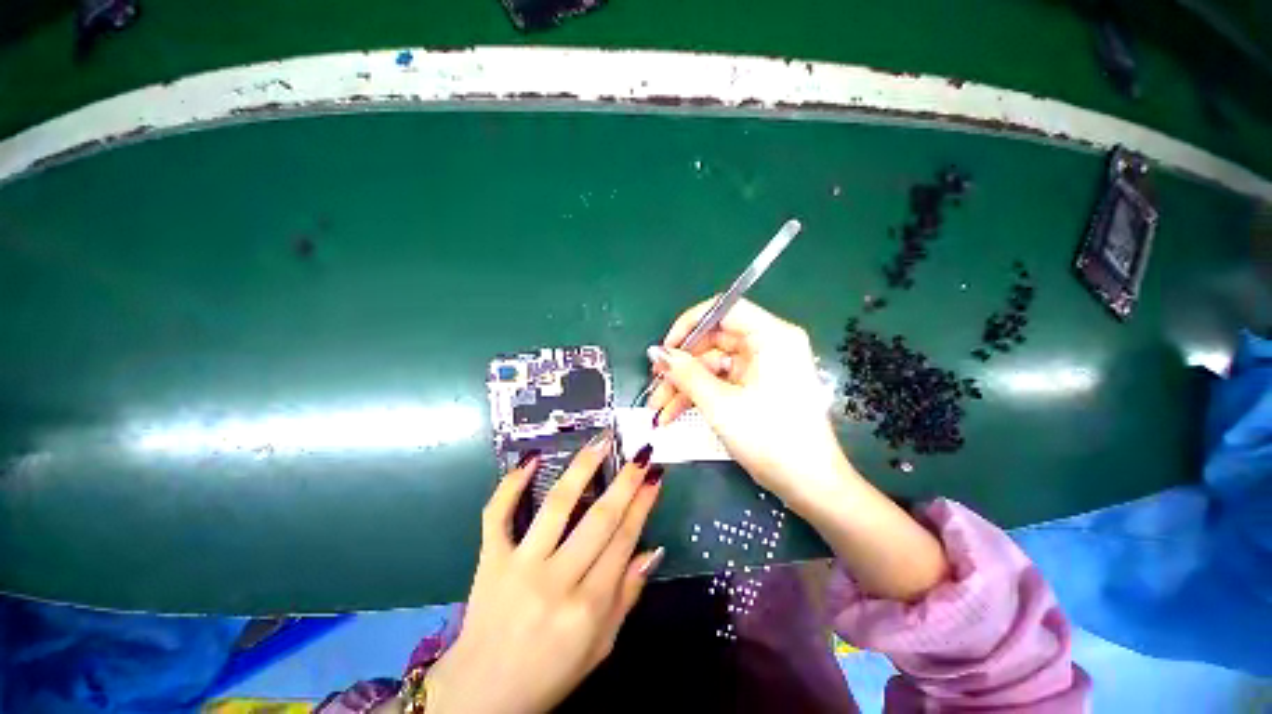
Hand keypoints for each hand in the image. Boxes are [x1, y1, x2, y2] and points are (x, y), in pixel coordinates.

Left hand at [426, 432, 663, 713]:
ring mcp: (519, 566)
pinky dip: (511, 484)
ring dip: (581, 469)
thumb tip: (654, 550)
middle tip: (640, 453)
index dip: (643, 504)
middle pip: (599, 518)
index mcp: (588, 607)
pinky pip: (497, 514)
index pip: (624, 541)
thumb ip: (627, 596)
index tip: (655, 476)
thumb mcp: (601, 646)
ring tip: (599, 442)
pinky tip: (531, 458)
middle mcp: (556, 581)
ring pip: (556, 506)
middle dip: (625, 481)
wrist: (482, 695)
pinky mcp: (490, 559)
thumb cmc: (550, 673)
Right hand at [647, 298, 847, 510]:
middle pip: (714, 341)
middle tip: (655, 382)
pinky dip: (698, 395)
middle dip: (681, 365)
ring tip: (658, 409)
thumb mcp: (720, 404)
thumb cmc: (769, 438)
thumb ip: (686, 373)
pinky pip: (721, 382)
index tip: (666, 347)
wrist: (809, 485)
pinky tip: (673, 413)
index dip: (690, 324)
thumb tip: (656, 352)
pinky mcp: (756, 386)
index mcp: (771, 336)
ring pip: (712, 366)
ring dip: (684, 386)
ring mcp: (762, 367)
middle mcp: (768, 345)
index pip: (724, 309)